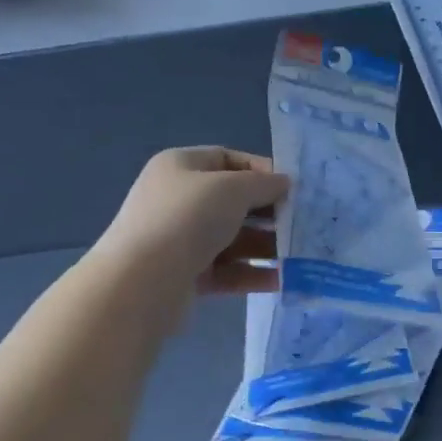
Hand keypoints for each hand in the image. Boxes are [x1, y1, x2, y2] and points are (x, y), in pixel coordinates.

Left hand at [93, 147, 289, 298]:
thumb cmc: (187, 218)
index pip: (227, 159)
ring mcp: (180, 239)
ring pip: (232, 238)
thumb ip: (263, 184)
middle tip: (300, 223)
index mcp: (181, 166)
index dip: (261, 170)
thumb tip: (284, 183)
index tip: (292, 188)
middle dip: (268, 212)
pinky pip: (226, 270)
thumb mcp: (231, 189)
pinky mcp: (185, 275)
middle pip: (232, 201)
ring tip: (298, 254)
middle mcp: (178, 199)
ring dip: (265, 245)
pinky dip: (252, 273)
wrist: (141, 282)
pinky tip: (282, 280)